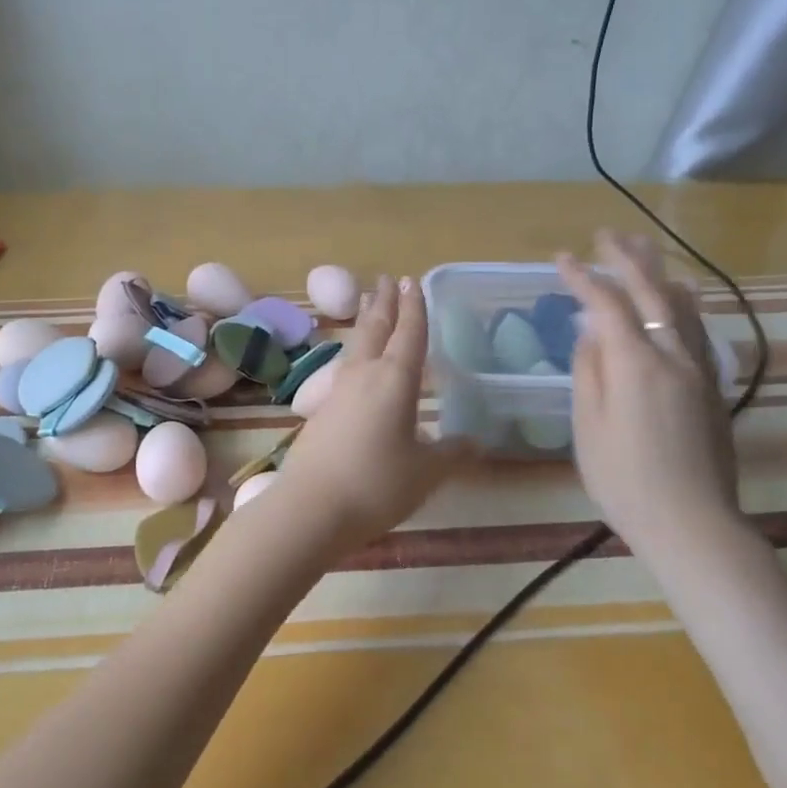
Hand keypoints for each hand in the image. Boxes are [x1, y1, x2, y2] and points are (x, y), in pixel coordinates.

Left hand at [270, 275, 469, 550]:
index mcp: (395, 380)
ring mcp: (337, 392)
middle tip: (386, 279)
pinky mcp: (320, 412)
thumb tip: (475, 442)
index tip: (413, 281)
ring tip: (368, 306)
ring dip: (365, 322)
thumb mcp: (426, 472)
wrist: (311, 508)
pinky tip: (356, 367)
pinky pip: (344, 370)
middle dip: (384, 302)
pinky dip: (355, 354)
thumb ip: (452, 453)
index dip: (415, 308)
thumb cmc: (377, 484)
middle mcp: (364, 376)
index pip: (410, 334)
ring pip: (355, 346)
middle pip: (375, 329)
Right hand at [557, 231, 742, 557]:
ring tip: (643, 249)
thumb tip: (590, 333)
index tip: (561, 258)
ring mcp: (698, 369)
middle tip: (607, 235)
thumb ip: (588, 372)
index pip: (607, 305)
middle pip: (651, 292)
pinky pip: (697, 327)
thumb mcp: (588, 427)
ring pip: (681, 305)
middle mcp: (672, 355)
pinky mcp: (711, 385)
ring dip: (659, 272)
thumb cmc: (624, 479)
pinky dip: (682, 302)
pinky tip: (680, 296)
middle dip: (626, 260)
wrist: (691, 522)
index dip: (582, 278)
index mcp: (636, 364)